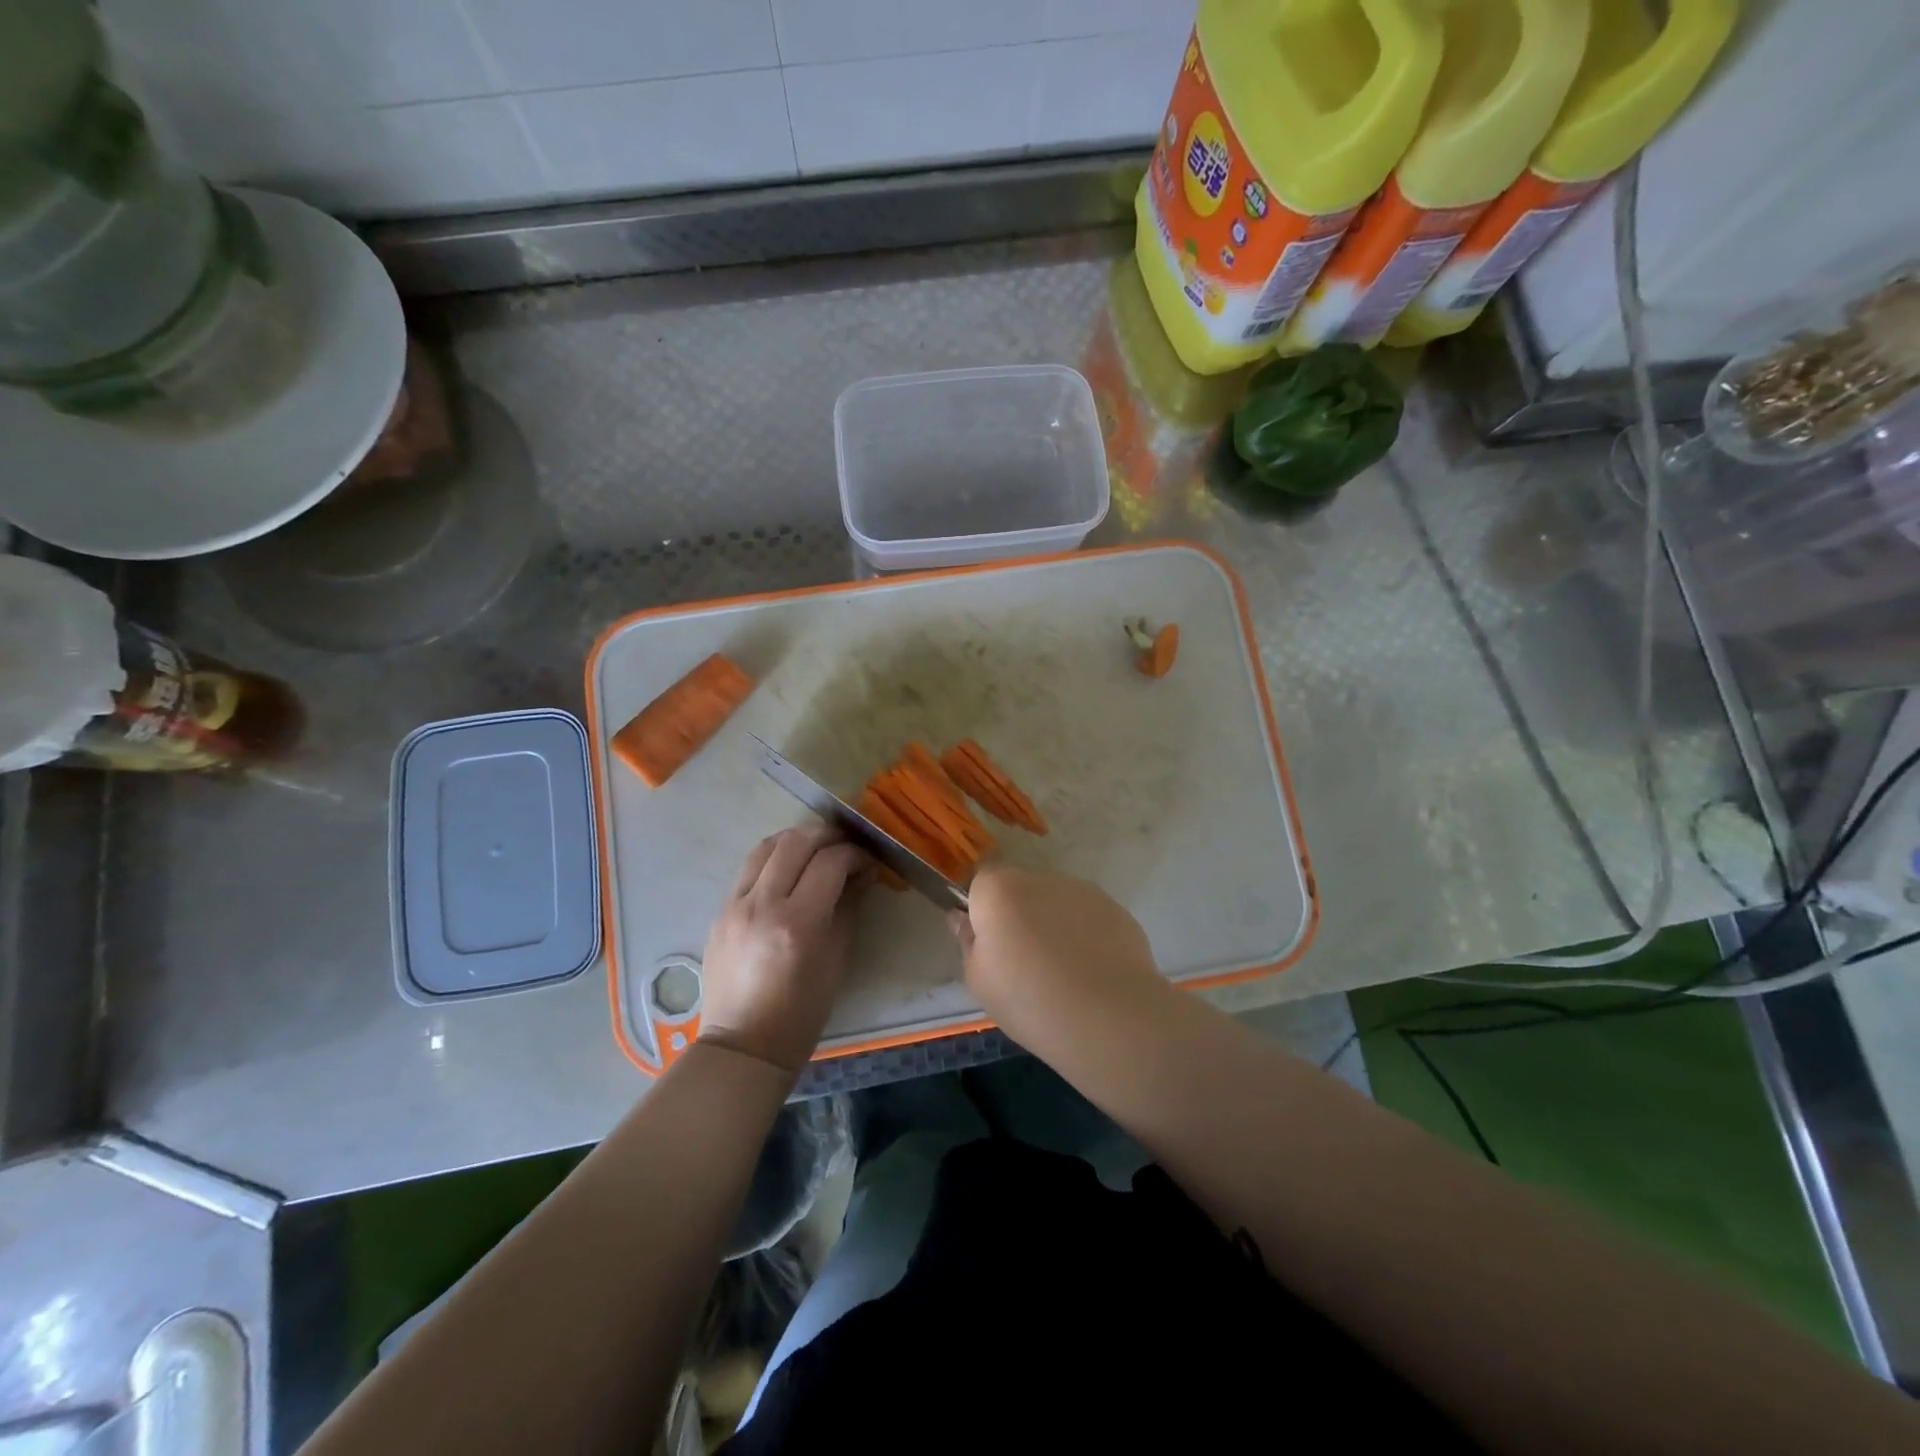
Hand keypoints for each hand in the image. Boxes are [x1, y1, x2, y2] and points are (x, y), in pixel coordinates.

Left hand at [700, 827, 870, 1074]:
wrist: (743, 1045)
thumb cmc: (801, 1012)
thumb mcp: (836, 959)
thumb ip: (847, 907)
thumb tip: (862, 872)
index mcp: (797, 923)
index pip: (830, 862)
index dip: (854, 854)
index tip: (868, 861)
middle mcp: (762, 904)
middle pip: (795, 842)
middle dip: (826, 836)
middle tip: (845, 846)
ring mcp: (735, 905)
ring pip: (766, 846)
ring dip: (796, 840)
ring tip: (816, 849)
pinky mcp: (720, 910)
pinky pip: (749, 868)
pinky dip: (774, 858)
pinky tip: (789, 870)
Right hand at [948, 865, 1168, 1041]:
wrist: (1108, 1017)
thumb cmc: (1029, 1000)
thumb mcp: (979, 980)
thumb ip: (968, 941)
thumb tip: (961, 918)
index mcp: (999, 889)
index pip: (980, 879)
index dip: (981, 907)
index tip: (987, 941)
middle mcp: (1040, 878)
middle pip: (1020, 889)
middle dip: (1018, 914)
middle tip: (1023, 962)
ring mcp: (1082, 891)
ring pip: (1056, 901)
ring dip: (1053, 923)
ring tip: (1062, 971)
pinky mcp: (1115, 909)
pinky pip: (1087, 917)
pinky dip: (1084, 935)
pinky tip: (1090, 972)